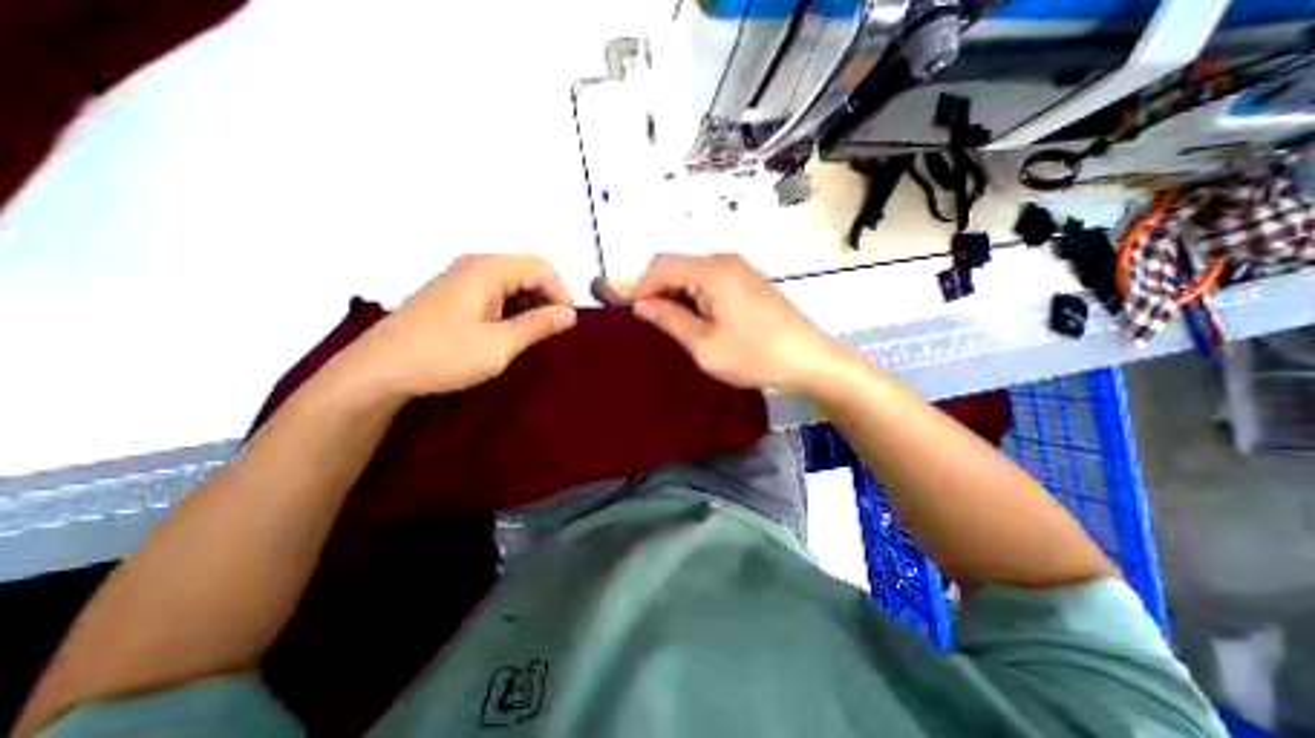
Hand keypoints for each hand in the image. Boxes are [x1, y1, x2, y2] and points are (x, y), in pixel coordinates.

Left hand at [347, 256, 577, 399]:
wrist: (379, 371)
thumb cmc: (443, 355)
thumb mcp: (500, 345)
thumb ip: (539, 326)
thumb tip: (570, 314)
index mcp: (487, 270)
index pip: (541, 268)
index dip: (560, 293)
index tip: (566, 324)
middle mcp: (475, 267)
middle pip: (527, 272)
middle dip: (546, 299)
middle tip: (550, 331)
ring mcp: (462, 281)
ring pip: (512, 284)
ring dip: (529, 306)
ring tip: (530, 336)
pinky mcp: (454, 297)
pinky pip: (496, 294)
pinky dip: (511, 310)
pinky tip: (508, 333)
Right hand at [633, 253, 842, 393]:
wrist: (809, 359)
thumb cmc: (755, 355)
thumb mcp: (704, 345)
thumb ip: (670, 320)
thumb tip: (642, 305)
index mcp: (712, 272)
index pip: (661, 265)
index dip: (641, 286)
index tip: (633, 314)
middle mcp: (725, 261)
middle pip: (677, 265)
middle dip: (658, 290)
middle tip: (654, 324)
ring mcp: (740, 269)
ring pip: (693, 273)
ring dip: (677, 294)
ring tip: (675, 326)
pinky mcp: (749, 281)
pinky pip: (711, 280)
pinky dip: (695, 295)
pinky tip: (699, 320)